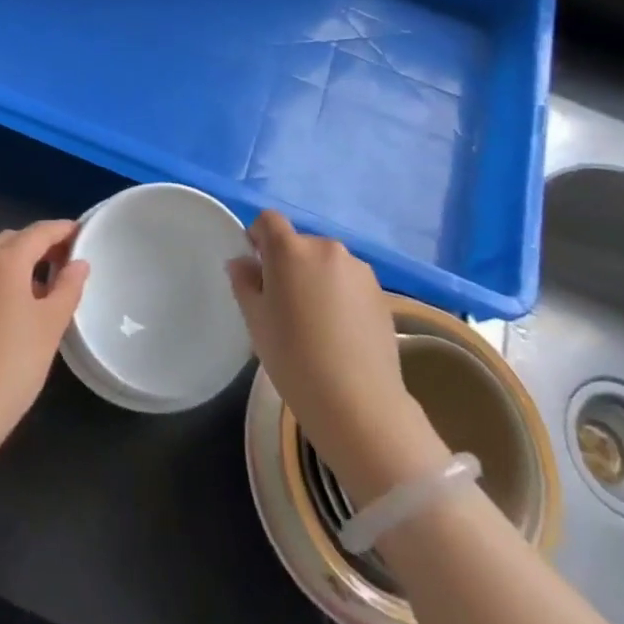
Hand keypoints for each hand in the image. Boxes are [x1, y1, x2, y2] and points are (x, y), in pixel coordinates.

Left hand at [0, 222, 87, 498]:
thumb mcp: (50, 326)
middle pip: (12, 240)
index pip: (38, 231)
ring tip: (44, 286)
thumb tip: (78, 263)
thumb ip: (68, 288)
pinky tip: (15, 308)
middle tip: (66, 262)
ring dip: (18, 262)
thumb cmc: (12, 366)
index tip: (83, 234)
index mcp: (4, 261)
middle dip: (39, 244)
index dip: (63, 229)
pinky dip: (0, 280)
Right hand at [228, 212, 447, 503]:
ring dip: (316, 278)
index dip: (257, 236)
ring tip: (315, 321)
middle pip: (299, 243)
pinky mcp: (381, 292)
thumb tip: (242, 262)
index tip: (255, 266)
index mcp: (290, 249)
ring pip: (326, 263)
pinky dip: (340, 295)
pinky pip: (349, 282)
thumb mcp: (256, 320)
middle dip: (288, 263)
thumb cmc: (293, 357)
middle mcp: (326, 248)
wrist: (357, 402)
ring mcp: (358, 269)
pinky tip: (339, 332)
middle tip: (283, 303)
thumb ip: (244, 282)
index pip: (268, 221)